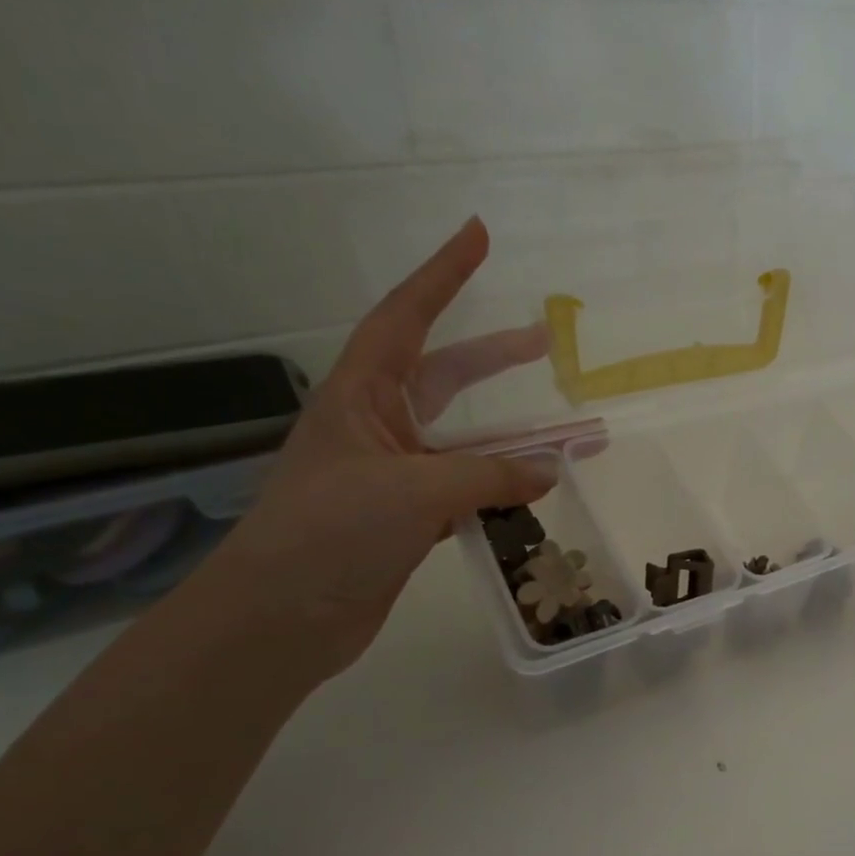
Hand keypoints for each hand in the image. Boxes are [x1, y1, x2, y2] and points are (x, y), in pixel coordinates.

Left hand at [207, 216, 555, 680]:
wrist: (280, 619)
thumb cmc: (331, 534)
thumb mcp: (415, 492)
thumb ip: (491, 476)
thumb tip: (552, 470)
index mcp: (360, 398)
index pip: (406, 319)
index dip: (442, 275)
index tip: (478, 235)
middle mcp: (378, 428)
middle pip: (445, 378)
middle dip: (495, 358)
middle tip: (546, 342)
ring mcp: (395, 476)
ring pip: (469, 444)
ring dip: (519, 439)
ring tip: (574, 436)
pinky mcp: (409, 520)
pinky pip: (469, 490)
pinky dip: (504, 488)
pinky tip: (538, 491)